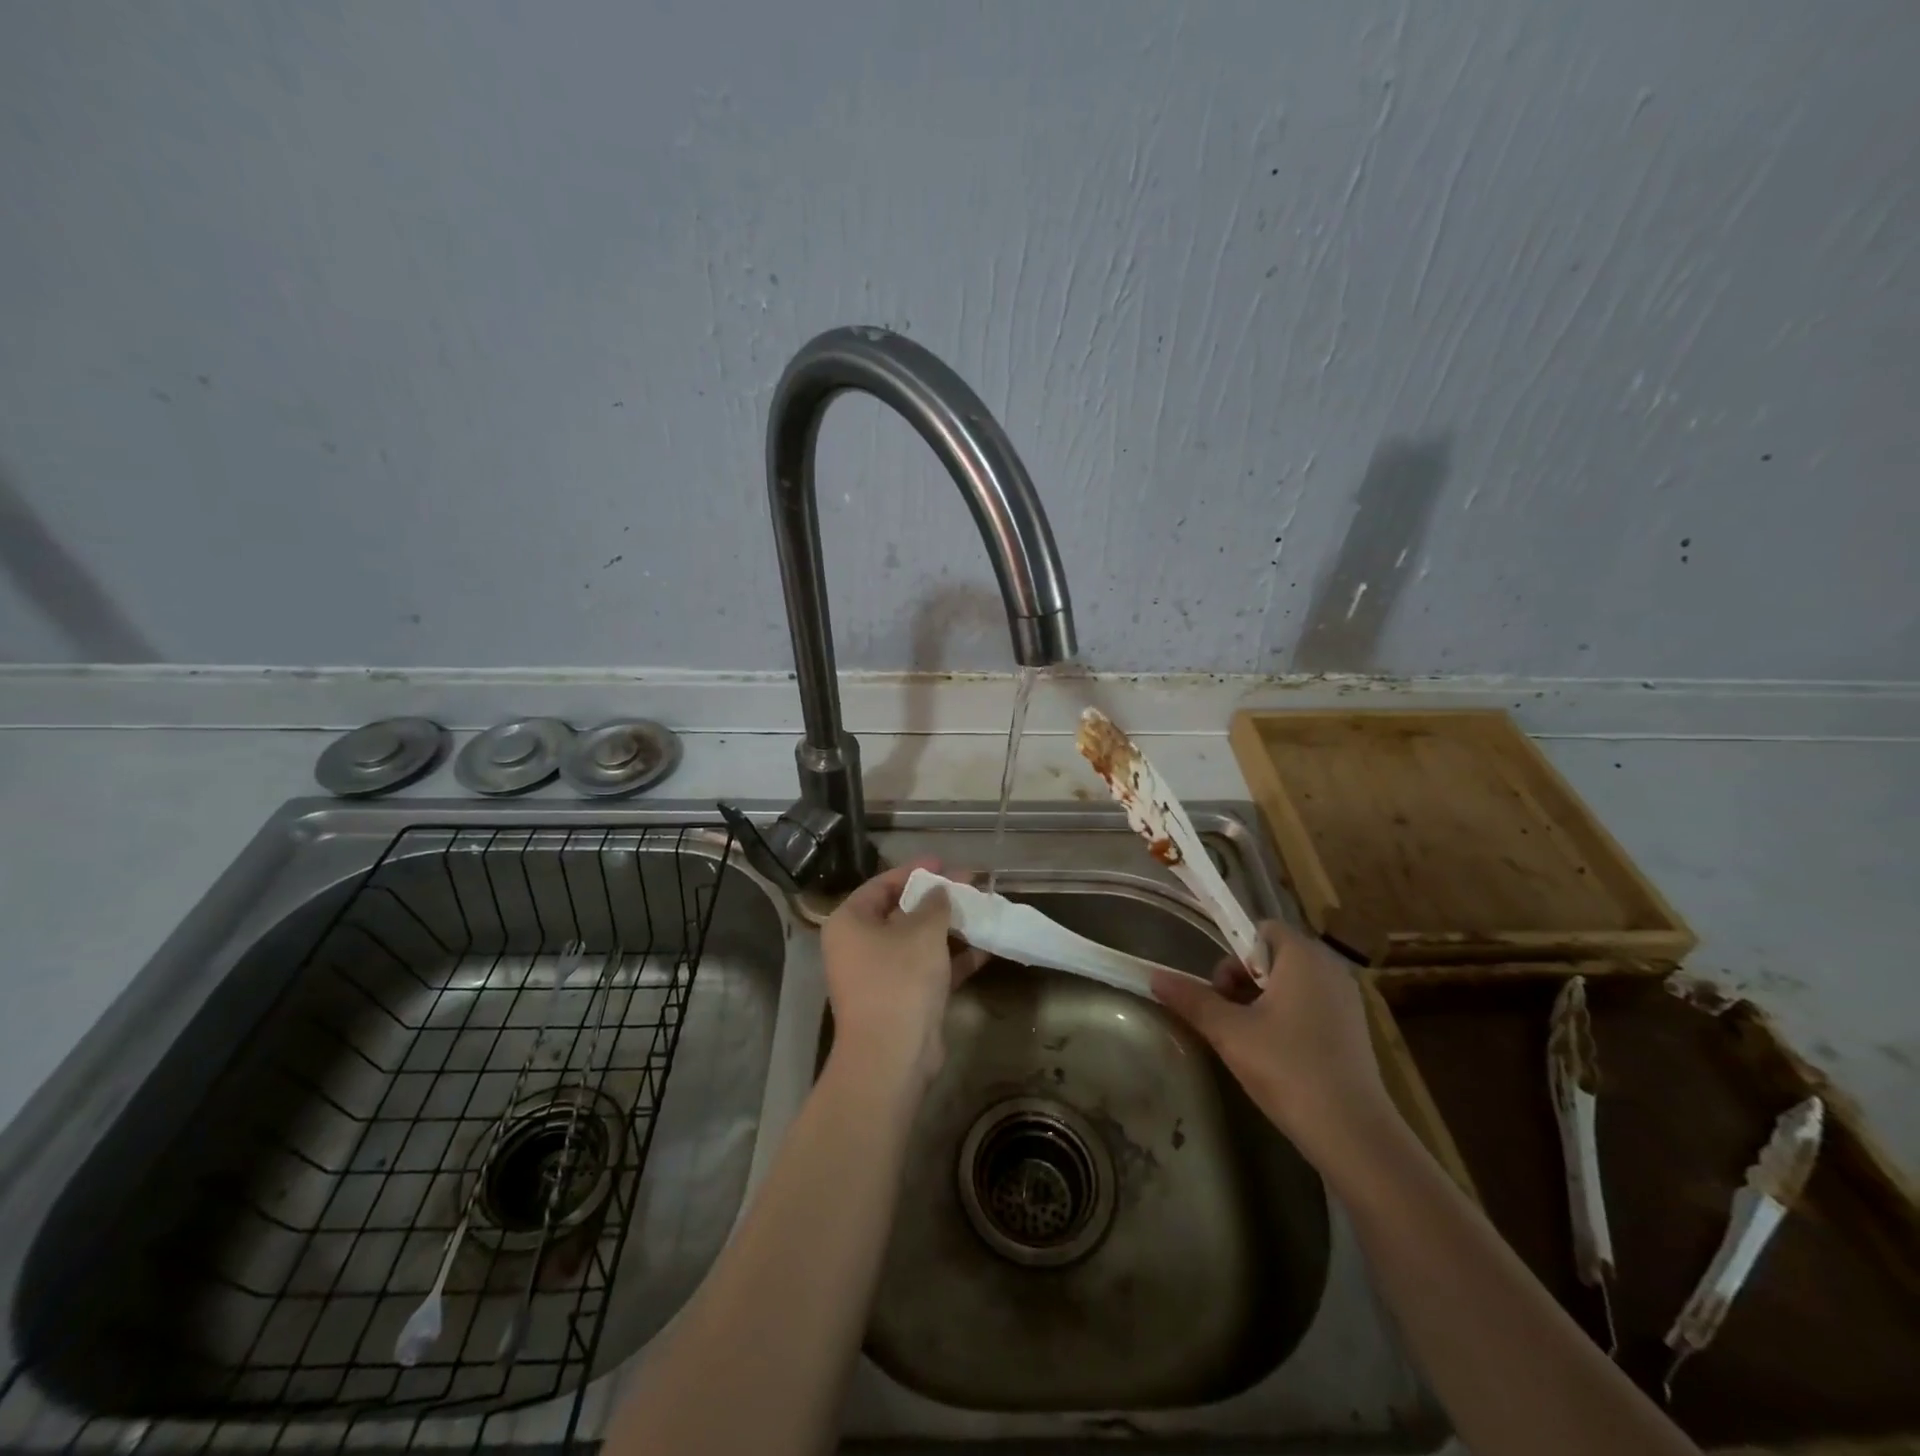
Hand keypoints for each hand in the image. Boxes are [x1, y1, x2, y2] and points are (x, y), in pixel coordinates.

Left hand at [820, 859, 987, 1087]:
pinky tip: (985, 948)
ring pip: (918, 942)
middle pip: (901, 912)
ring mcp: (879, 975)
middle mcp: (858, 946)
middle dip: (938, 900)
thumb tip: (940, 891)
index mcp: (850, 922)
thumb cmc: (899, 979)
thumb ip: (935, 904)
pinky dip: (953, 959)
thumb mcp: (922, 932)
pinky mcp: (901, 1000)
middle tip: (970, 886)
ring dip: (950, 929)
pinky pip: (928, 969)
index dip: (914, 871)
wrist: (892, 1056)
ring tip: (983, 912)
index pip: (882, 884)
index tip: (944, 863)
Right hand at [1151, 920, 1396, 1171]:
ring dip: (1263, 1001)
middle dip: (1244, 980)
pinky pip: (1311, 1006)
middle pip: (1274, 956)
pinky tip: (1277, 1055)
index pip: (1261, 930)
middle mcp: (1330, 969)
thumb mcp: (1229, 1032)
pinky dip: (1289, 1019)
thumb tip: (1154, 977)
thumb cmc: (1288, 1068)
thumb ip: (1192, 999)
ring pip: (1292, 984)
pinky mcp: (1354, 1030)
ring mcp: (1347, 1001)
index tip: (1223, 991)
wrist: (1353, 1135)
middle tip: (1229, 1017)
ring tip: (1248, 1039)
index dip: (1234, 954)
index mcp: (1303, 957)